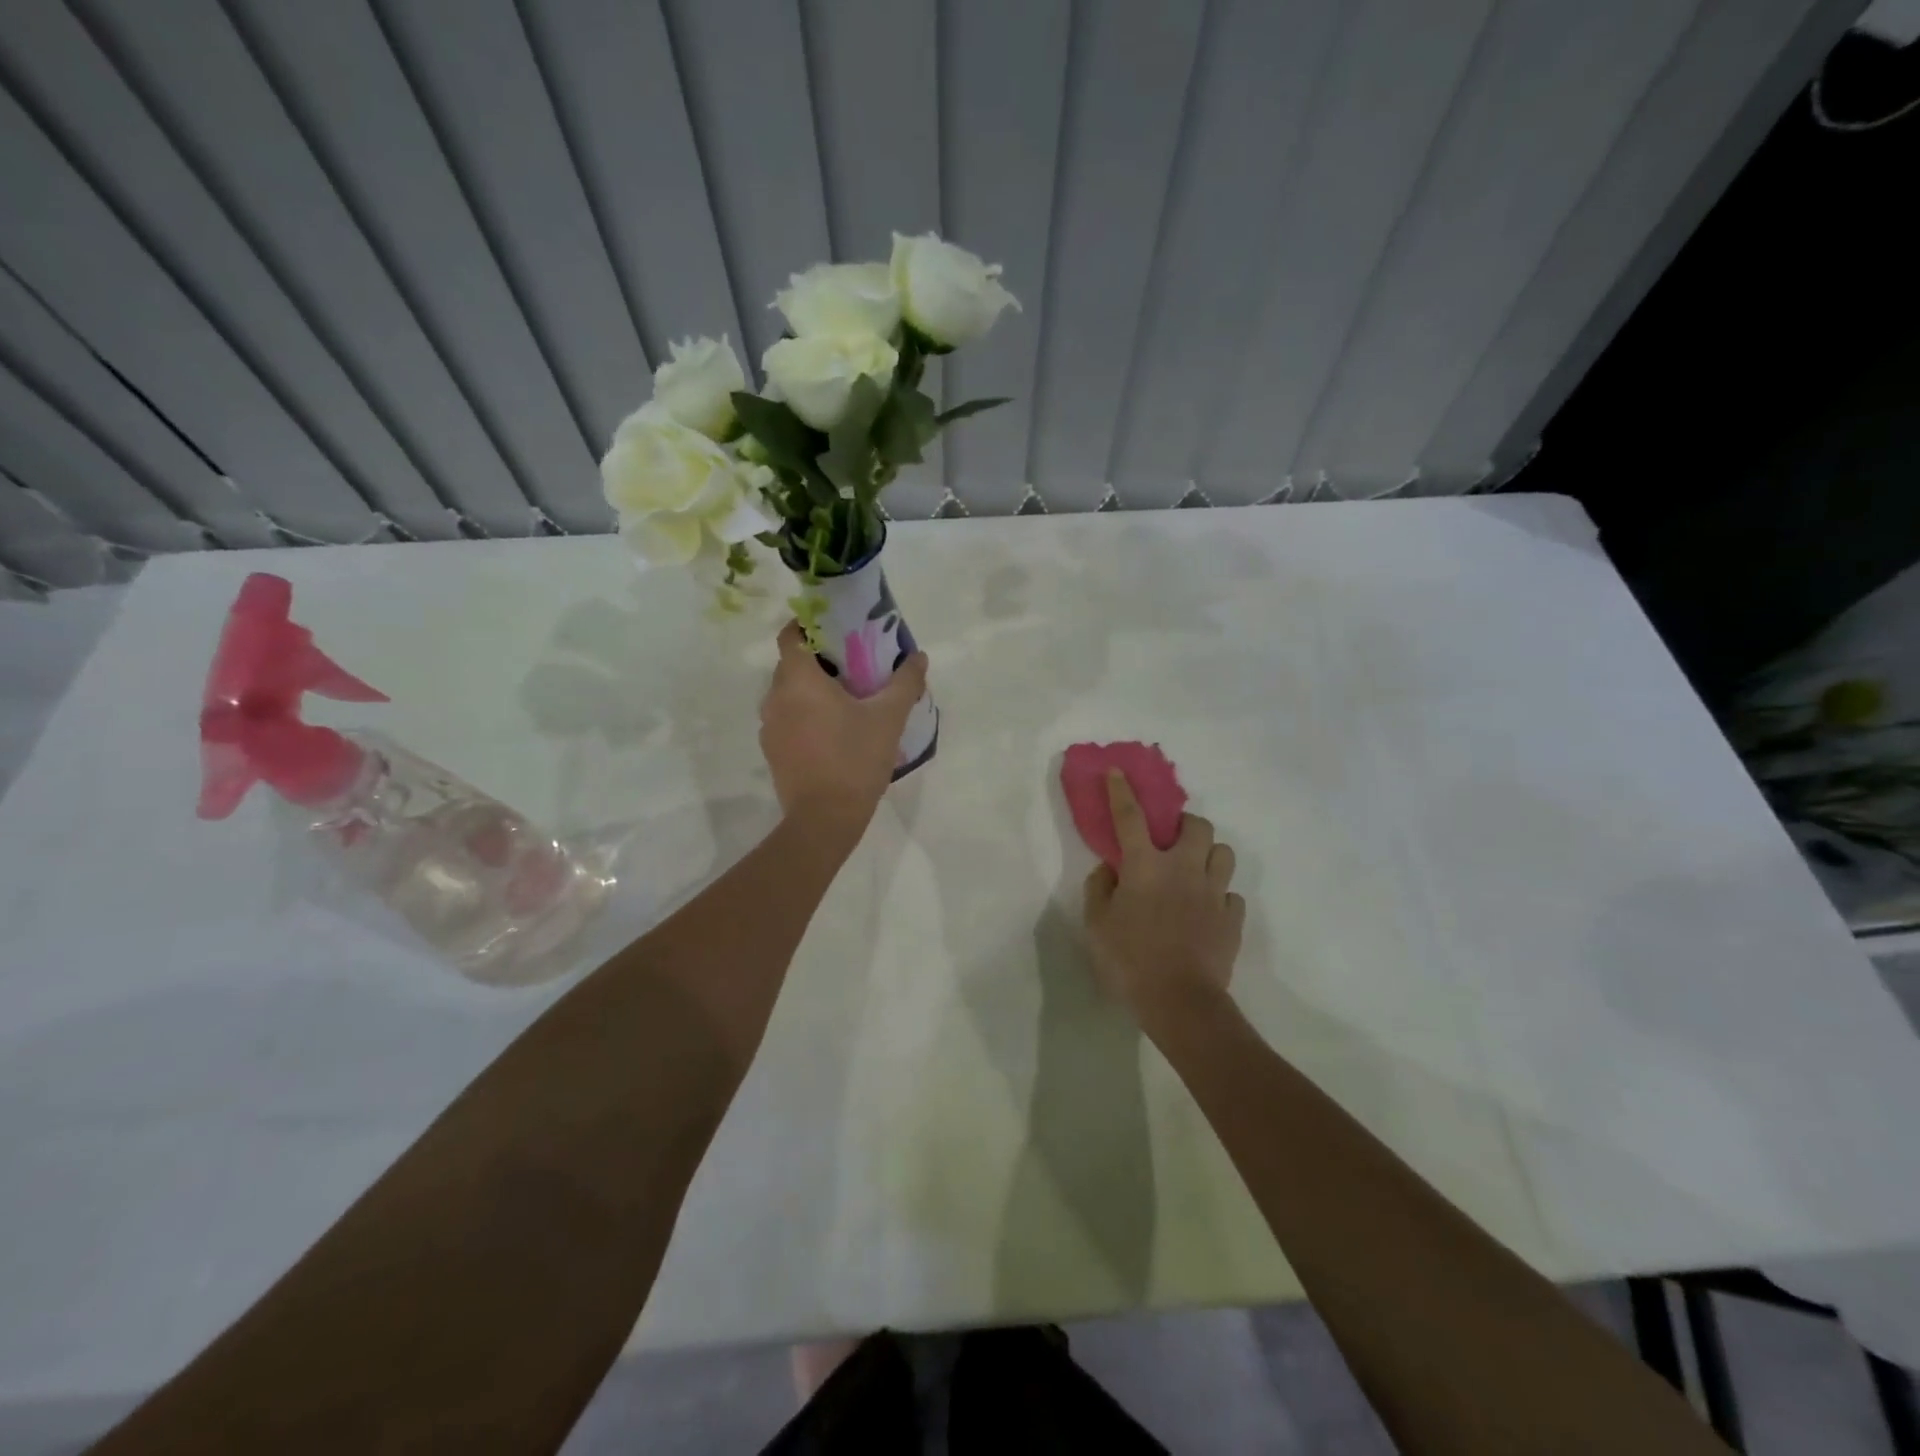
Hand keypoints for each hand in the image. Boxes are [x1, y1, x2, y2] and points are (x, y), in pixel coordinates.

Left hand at [760, 620, 928, 845]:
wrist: (825, 819)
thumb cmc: (855, 759)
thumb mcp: (888, 718)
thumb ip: (904, 682)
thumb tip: (919, 657)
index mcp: (798, 680)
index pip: (790, 635)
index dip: (809, 625)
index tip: (836, 631)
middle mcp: (774, 697)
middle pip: (792, 664)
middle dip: (818, 660)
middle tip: (852, 667)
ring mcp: (769, 727)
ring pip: (788, 694)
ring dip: (811, 691)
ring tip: (845, 701)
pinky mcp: (772, 752)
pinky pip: (787, 720)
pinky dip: (805, 716)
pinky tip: (833, 732)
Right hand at [1083, 769, 1245, 1030]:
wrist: (1181, 1002)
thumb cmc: (1130, 961)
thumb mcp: (1096, 926)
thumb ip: (1100, 890)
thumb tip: (1109, 869)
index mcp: (1145, 867)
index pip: (1131, 817)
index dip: (1122, 791)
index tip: (1119, 771)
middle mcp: (1183, 869)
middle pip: (1197, 826)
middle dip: (1186, 824)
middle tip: (1171, 839)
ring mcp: (1213, 893)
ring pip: (1223, 853)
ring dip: (1208, 854)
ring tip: (1194, 870)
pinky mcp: (1232, 919)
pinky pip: (1231, 894)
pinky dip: (1218, 895)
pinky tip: (1206, 910)